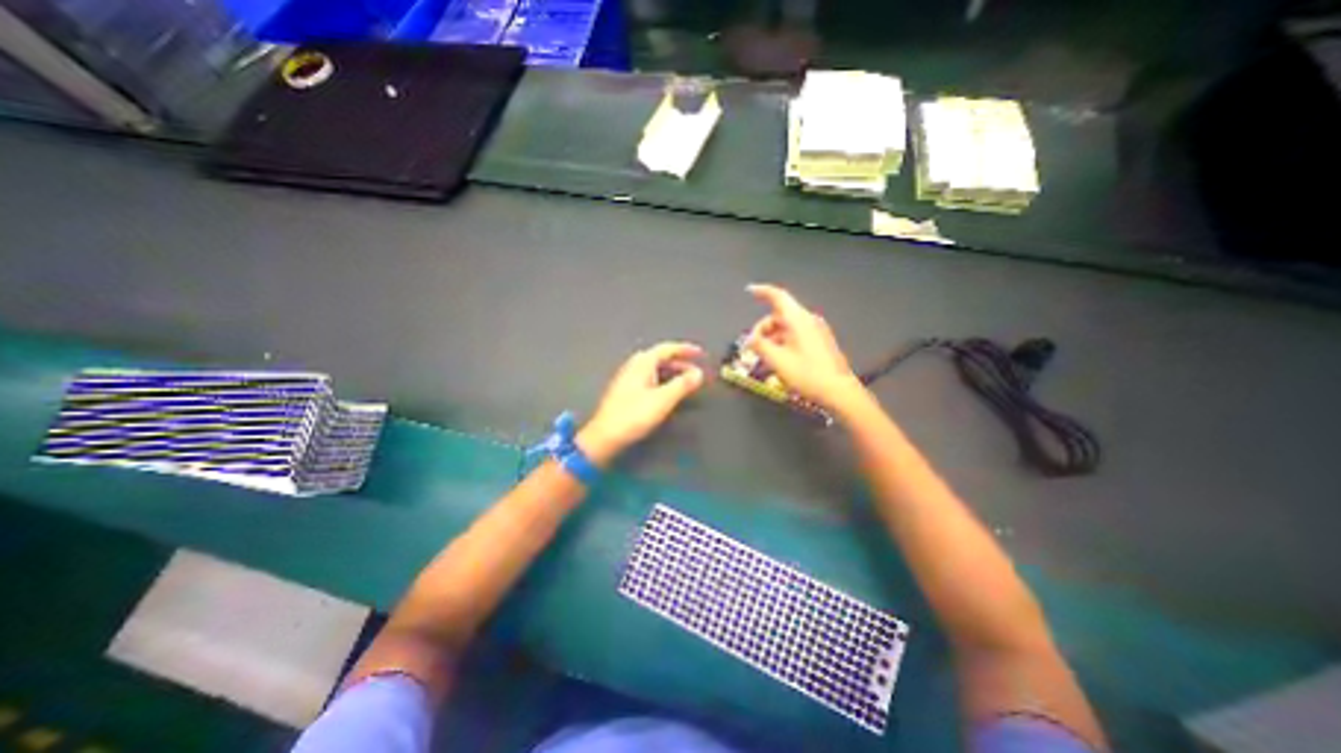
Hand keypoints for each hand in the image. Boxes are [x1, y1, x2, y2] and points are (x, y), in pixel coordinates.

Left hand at [576, 341, 705, 463]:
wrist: (605, 435)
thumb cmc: (634, 415)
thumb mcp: (663, 399)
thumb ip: (682, 384)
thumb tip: (699, 373)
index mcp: (643, 363)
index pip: (667, 348)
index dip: (685, 349)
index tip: (700, 353)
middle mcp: (634, 365)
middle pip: (660, 358)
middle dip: (680, 363)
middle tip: (695, 372)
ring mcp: (627, 378)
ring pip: (654, 369)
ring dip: (671, 373)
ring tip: (685, 382)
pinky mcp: (625, 391)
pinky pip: (649, 378)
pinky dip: (662, 380)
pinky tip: (667, 392)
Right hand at [738, 282, 864, 410]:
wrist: (839, 391)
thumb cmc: (807, 374)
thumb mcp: (777, 360)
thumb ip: (760, 346)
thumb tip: (750, 338)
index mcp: (798, 320)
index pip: (778, 297)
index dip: (762, 291)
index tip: (749, 291)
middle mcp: (808, 320)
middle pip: (780, 315)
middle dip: (763, 328)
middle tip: (752, 346)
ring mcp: (816, 331)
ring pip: (787, 327)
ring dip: (772, 338)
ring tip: (764, 357)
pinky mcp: (819, 342)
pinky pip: (796, 335)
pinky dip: (783, 342)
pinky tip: (778, 360)